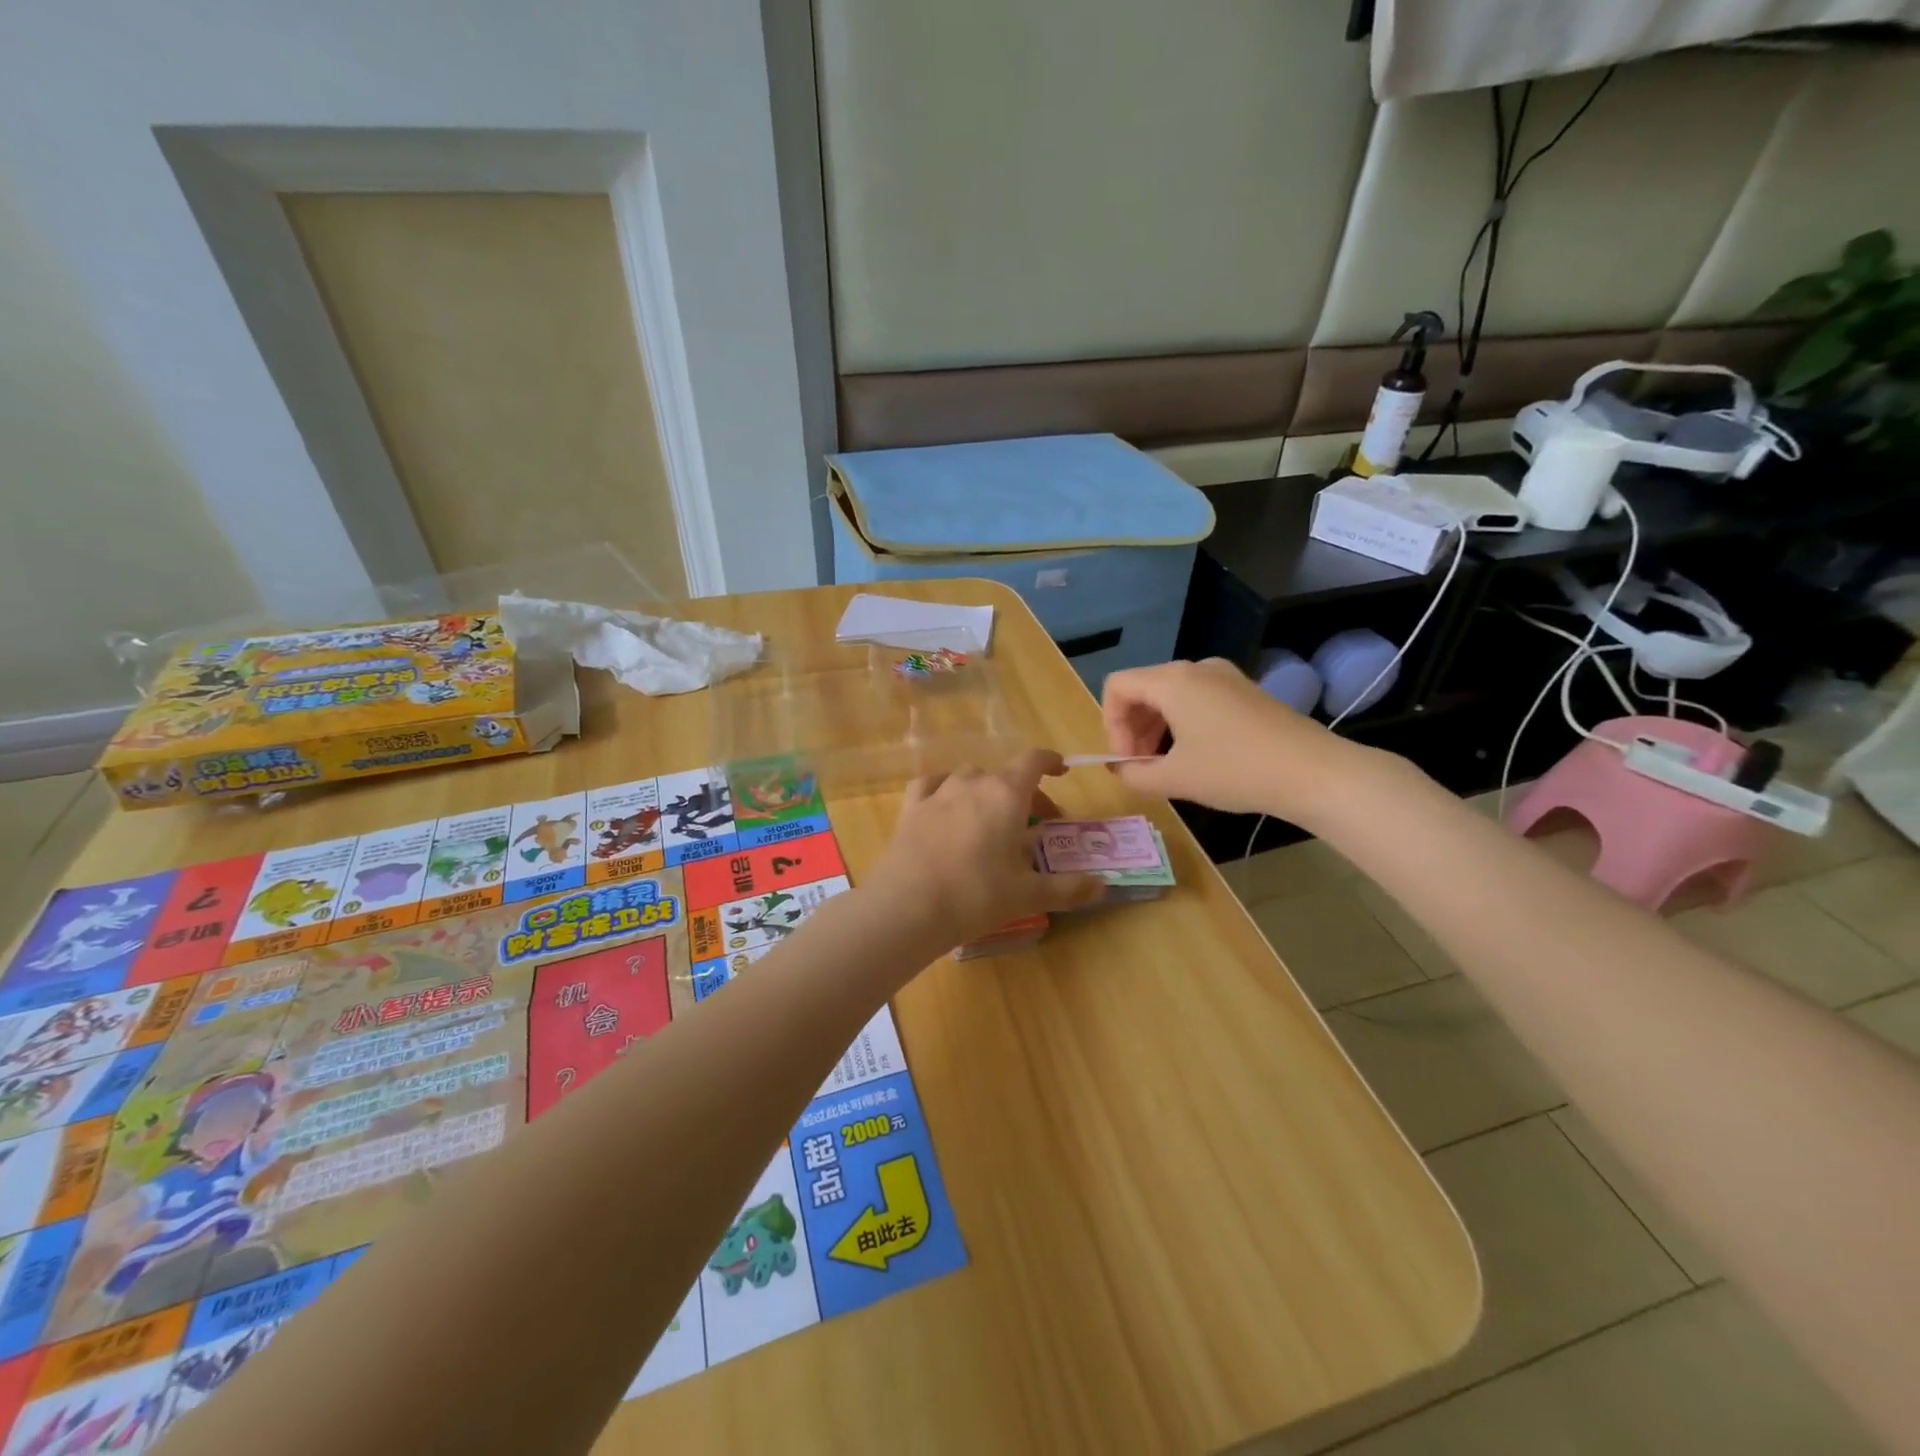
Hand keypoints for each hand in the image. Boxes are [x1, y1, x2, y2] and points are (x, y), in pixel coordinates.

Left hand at [866, 749, 1104, 947]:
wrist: (909, 905)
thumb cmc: (977, 895)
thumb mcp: (1029, 895)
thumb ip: (1068, 888)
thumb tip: (1101, 887)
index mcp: (1007, 794)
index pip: (1033, 761)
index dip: (1050, 761)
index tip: (1061, 771)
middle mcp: (973, 782)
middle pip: (1004, 775)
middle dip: (1023, 793)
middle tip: (1034, 825)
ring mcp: (938, 792)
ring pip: (969, 778)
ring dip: (985, 792)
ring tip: (991, 819)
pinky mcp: (911, 807)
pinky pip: (931, 785)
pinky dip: (944, 790)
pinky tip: (945, 804)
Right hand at [1102, 658, 1378, 822]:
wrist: (1313, 772)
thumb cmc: (1234, 771)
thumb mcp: (1175, 779)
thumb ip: (1134, 774)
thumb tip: (1120, 769)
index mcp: (1172, 681)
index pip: (1118, 686)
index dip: (1110, 724)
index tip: (1126, 759)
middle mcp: (1195, 668)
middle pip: (1143, 688)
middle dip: (1133, 727)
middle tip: (1141, 766)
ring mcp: (1224, 676)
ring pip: (1171, 694)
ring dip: (1157, 727)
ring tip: (1166, 765)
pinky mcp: (1245, 690)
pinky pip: (1197, 698)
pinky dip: (1183, 722)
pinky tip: (1197, 756)